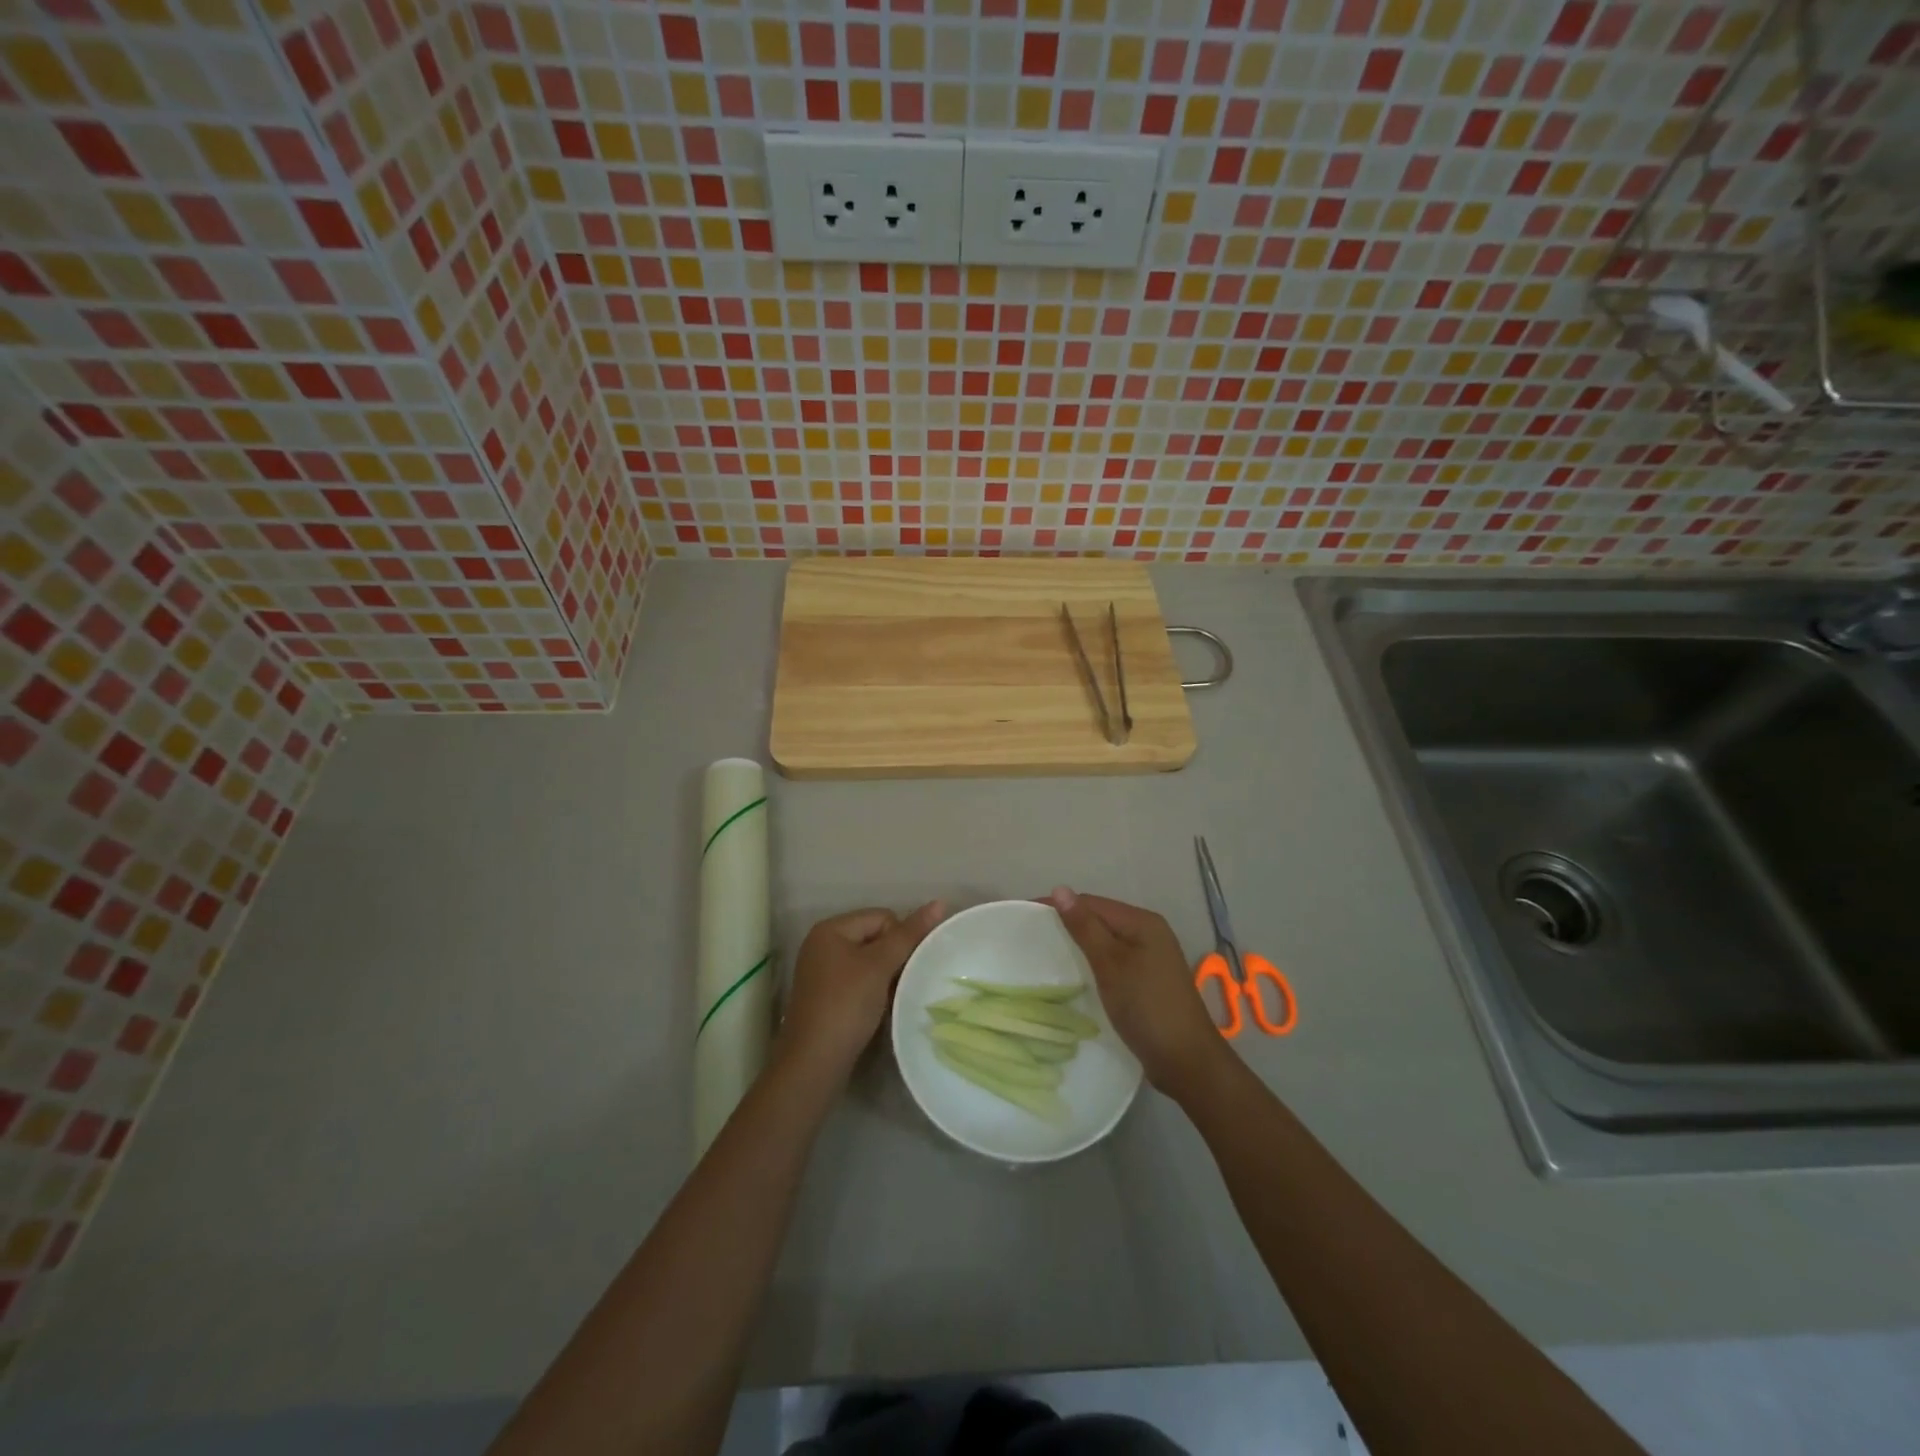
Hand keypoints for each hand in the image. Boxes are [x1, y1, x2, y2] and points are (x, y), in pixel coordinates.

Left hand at [779, 902, 945, 1077]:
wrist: (814, 1063)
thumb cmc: (846, 1005)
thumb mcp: (879, 966)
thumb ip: (909, 934)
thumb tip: (939, 902)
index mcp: (831, 929)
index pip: (882, 917)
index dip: (900, 939)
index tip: (904, 968)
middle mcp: (823, 945)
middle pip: (875, 937)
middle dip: (894, 958)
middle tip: (902, 983)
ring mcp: (823, 972)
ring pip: (870, 962)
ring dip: (886, 977)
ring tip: (893, 998)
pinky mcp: (827, 997)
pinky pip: (859, 982)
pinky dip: (874, 991)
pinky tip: (880, 1010)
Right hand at [1049, 887, 1228, 1098]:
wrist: (1186, 1060)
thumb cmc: (1146, 1006)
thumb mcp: (1110, 964)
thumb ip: (1085, 927)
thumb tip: (1059, 889)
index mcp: (1142, 922)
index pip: (1091, 903)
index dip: (1058, 906)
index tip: (1023, 915)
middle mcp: (1149, 933)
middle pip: (1100, 918)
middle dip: (1067, 923)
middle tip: (1030, 935)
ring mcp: (1151, 958)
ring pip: (1106, 940)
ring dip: (1079, 943)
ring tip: (1046, 952)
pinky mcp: (1147, 980)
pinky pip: (1113, 960)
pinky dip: (1092, 961)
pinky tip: (1076, 973)